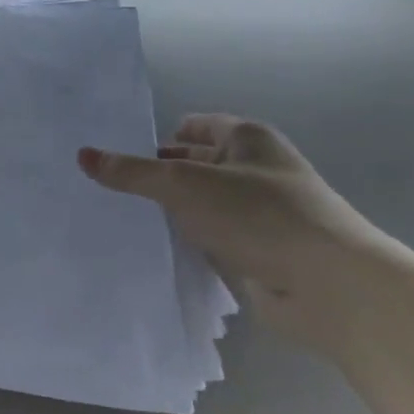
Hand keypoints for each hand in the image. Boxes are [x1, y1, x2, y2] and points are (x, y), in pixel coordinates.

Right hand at [79, 115, 392, 346]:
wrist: (331, 287)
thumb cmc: (259, 215)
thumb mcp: (185, 185)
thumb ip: (132, 173)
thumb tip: (82, 155)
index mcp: (245, 138)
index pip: (191, 126)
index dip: (155, 138)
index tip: (115, 156)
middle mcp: (254, 169)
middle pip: (194, 165)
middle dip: (157, 177)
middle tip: (107, 191)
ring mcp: (259, 213)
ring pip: (202, 205)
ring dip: (173, 213)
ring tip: (121, 221)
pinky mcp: (260, 253)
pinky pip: (213, 238)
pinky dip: (190, 242)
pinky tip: (157, 252)